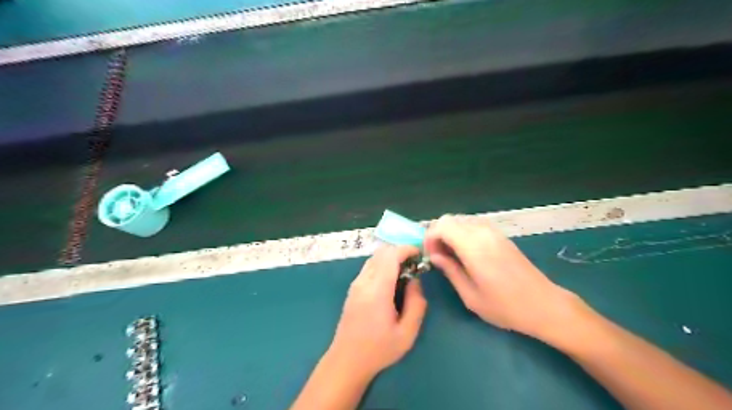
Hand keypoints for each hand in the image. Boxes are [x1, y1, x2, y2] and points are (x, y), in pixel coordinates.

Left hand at [327, 247, 427, 377]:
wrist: (347, 360)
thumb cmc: (379, 349)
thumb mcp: (407, 333)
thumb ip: (416, 303)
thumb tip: (415, 281)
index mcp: (377, 290)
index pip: (390, 256)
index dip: (407, 249)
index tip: (420, 254)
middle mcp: (364, 281)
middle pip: (381, 252)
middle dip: (400, 252)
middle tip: (415, 265)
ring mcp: (356, 284)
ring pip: (374, 258)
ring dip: (390, 258)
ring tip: (404, 273)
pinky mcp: (353, 288)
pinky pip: (369, 267)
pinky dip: (382, 265)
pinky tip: (391, 281)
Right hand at [426, 216, 580, 341]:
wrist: (544, 305)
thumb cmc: (506, 307)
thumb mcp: (471, 296)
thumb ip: (450, 271)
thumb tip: (434, 256)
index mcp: (474, 247)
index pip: (442, 226)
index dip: (430, 238)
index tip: (430, 256)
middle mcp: (483, 232)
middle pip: (449, 219)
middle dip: (437, 234)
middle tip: (438, 256)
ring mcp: (494, 231)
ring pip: (461, 220)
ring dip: (450, 233)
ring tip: (451, 255)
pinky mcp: (501, 235)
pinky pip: (473, 224)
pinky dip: (462, 233)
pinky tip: (466, 252)